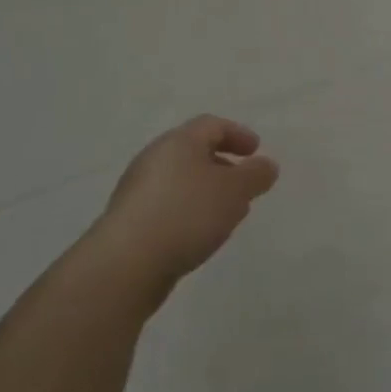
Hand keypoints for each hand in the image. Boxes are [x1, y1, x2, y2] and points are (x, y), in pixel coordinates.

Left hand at [95, 115, 278, 284]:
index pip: (212, 125)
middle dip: (223, 166)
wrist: (124, 266)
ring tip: (228, 215)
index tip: (256, 151)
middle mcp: (154, 159)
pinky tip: (200, 235)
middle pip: (194, 152)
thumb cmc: (186, 214)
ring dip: (207, 192)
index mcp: (179, 142)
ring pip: (181, 182)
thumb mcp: (234, 191)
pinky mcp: (129, 223)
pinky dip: (189, 212)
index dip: (238, 134)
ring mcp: (138, 192)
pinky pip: (168, 207)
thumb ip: (256, 175)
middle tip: (244, 184)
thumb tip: (267, 165)